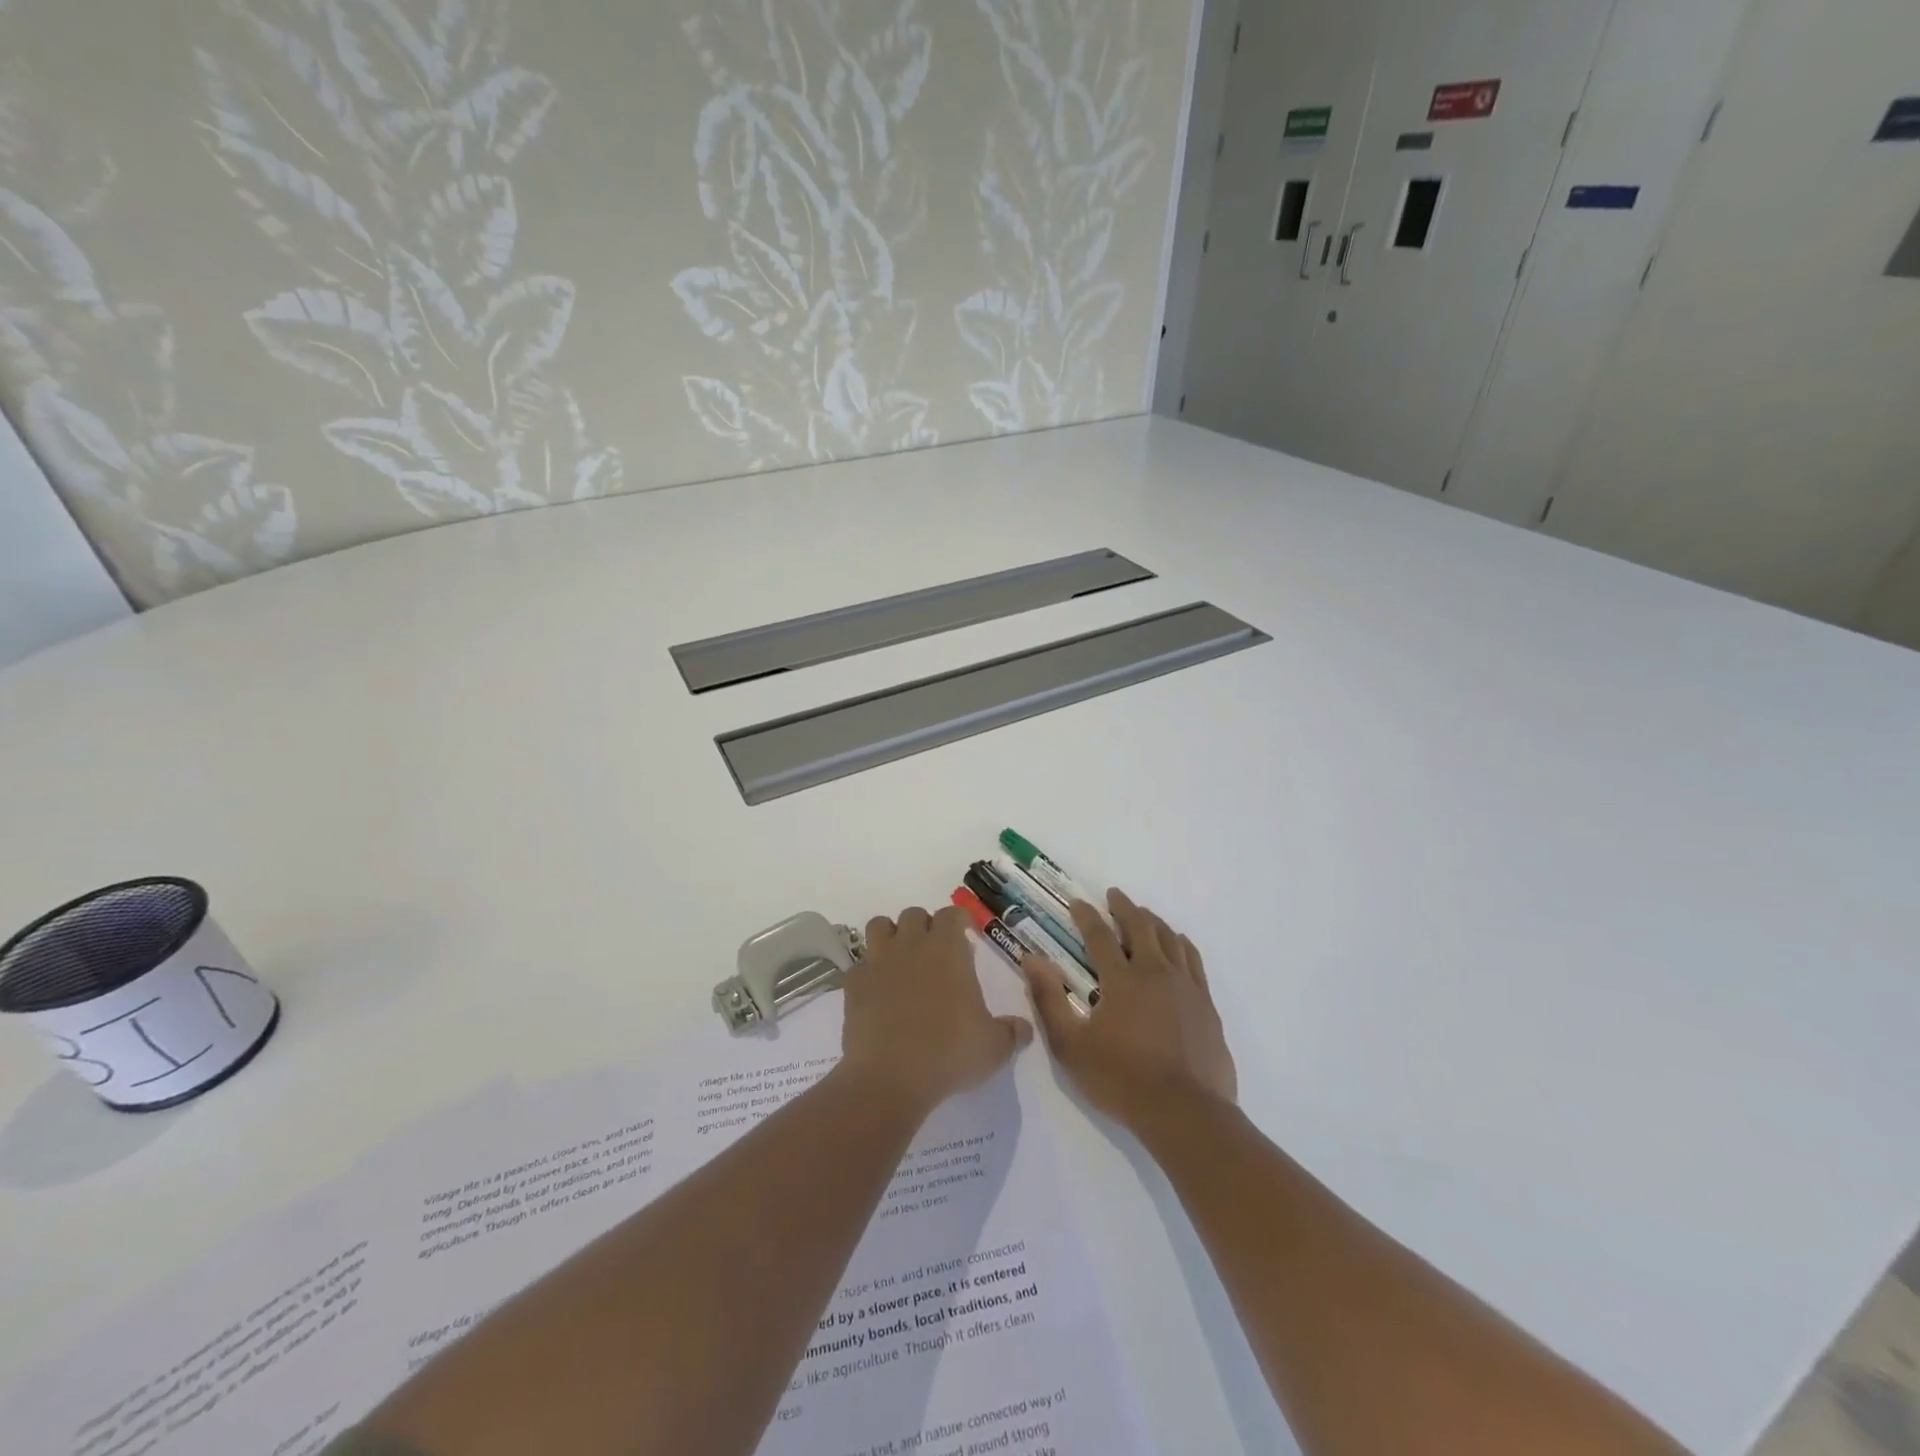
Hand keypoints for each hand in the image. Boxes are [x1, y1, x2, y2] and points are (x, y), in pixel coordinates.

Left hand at [841, 905, 1033, 1115]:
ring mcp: (878, 961)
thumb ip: (1011, 1033)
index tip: (965, 936)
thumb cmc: (949, 1054)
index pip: (952, 914)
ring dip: (891, 936)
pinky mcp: (853, 984)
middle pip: (914, 914)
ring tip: (900, 961)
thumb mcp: (994, 1048)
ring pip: (879, 926)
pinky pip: (859, 964)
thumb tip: (1023, 1029)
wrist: (889, 1078)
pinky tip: (876, 993)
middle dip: (925, 926)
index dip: (959, 921)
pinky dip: (867, 972)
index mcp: (948, 950)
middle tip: (934, 953)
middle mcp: (912, 945)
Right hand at [1022, 888, 1236, 1130]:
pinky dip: (1181, 943)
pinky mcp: (1206, 1004)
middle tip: (1114, 896)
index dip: (1086, 916)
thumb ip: (1049, 1000)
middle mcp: (1155, 972)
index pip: (1100, 936)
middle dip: (1124, 907)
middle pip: (1140, 926)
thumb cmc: (1121, 1080)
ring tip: (1144, 915)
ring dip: (1153, 921)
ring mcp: (1186, 986)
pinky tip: (1178, 944)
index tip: (1077, 902)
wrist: (1186, 1113)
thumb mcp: (1071, 1046)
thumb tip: (1031, 960)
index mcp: (1122, 979)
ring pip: (1170, 938)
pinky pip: (1194, 960)